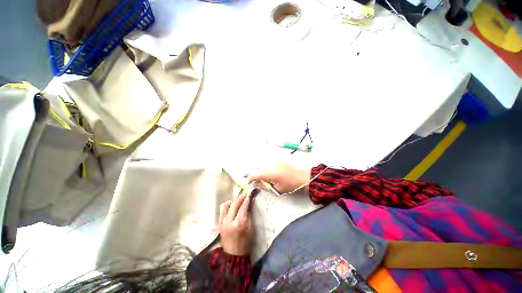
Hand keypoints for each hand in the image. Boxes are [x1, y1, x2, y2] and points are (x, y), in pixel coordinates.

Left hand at [218, 191, 251, 255]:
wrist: (233, 256)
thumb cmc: (245, 243)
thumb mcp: (250, 229)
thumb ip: (248, 215)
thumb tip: (248, 204)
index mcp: (239, 223)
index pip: (243, 207)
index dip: (246, 200)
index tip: (249, 194)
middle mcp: (229, 221)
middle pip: (234, 204)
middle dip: (240, 198)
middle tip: (244, 194)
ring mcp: (222, 222)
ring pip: (225, 205)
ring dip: (232, 201)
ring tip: (237, 201)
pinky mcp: (219, 224)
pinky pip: (222, 211)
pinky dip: (227, 207)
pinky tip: (231, 207)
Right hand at [246, 162, 310, 193]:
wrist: (301, 178)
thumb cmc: (290, 186)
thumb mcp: (276, 189)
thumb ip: (263, 186)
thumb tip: (255, 183)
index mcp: (270, 173)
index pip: (254, 174)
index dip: (249, 178)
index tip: (249, 182)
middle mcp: (270, 165)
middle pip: (257, 167)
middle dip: (255, 173)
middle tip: (256, 180)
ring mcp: (274, 161)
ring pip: (263, 165)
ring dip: (261, 170)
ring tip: (265, 177)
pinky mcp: (278, 160)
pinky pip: (269, 163)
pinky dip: (267, 168)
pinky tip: (271, 173)